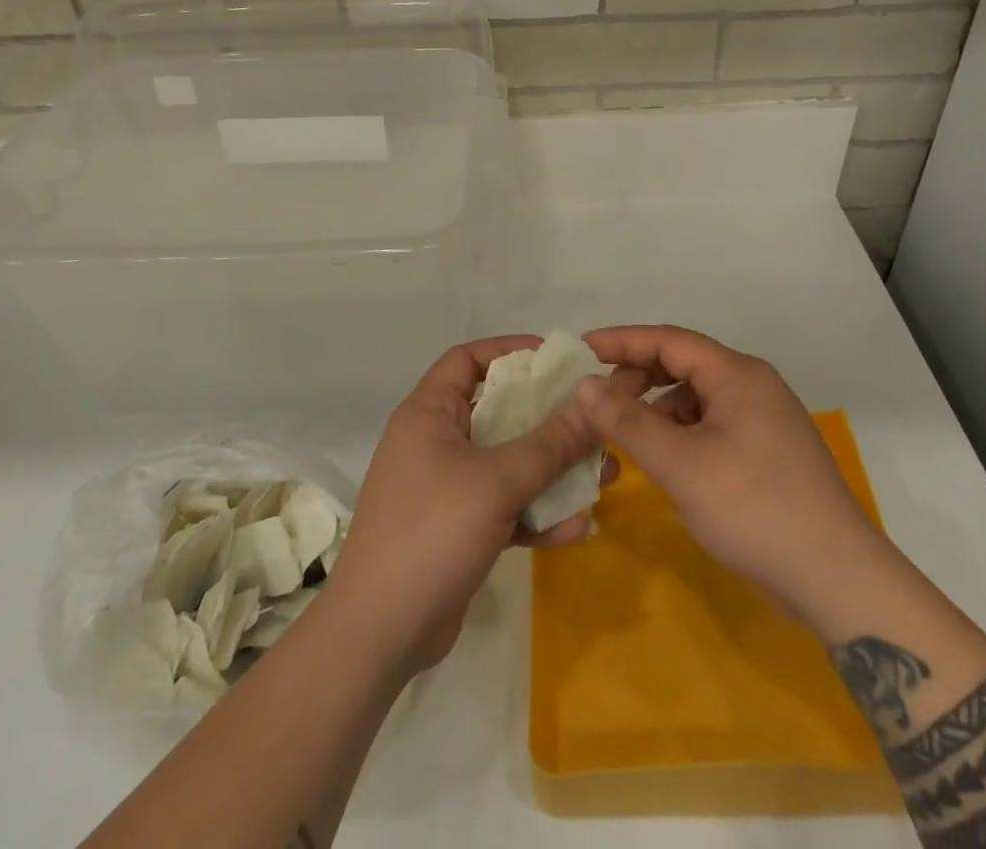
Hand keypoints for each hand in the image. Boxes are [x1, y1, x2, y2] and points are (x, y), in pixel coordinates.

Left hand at [328, 336, 604, 675]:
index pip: (467, 359)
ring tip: (604, 474)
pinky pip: (504, 506)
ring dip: (552, 470)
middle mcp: (435, 442)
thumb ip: (550, 443)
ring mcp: (446, 487)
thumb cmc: (433, 532)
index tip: (557, 360)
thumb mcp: (497, 482)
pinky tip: (577, 529)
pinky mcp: (458, 528)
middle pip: (498, 412)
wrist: (380, 634)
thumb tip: (593, 402)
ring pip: (508, 463)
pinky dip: (536, 514)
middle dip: (548, 418)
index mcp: (429, 413)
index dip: (510, 351)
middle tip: (593, 419)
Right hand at [578, 325, 880, 627]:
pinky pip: (712, 425)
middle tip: (599, 401)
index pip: (669, 340)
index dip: (622, 341)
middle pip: (683, 365)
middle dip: (638, 377)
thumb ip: (627, 421)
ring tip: (627, 436)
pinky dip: (681, 434)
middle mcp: (753, 386)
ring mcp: (764, 420)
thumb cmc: (753, 508)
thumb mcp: (680, 464)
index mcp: (737, 375)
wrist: (837, 578)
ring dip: (658, 409)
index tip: (582, 348)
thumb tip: (584, 386)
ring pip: (697, 398)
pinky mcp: (768, 452)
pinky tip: (667, 462)